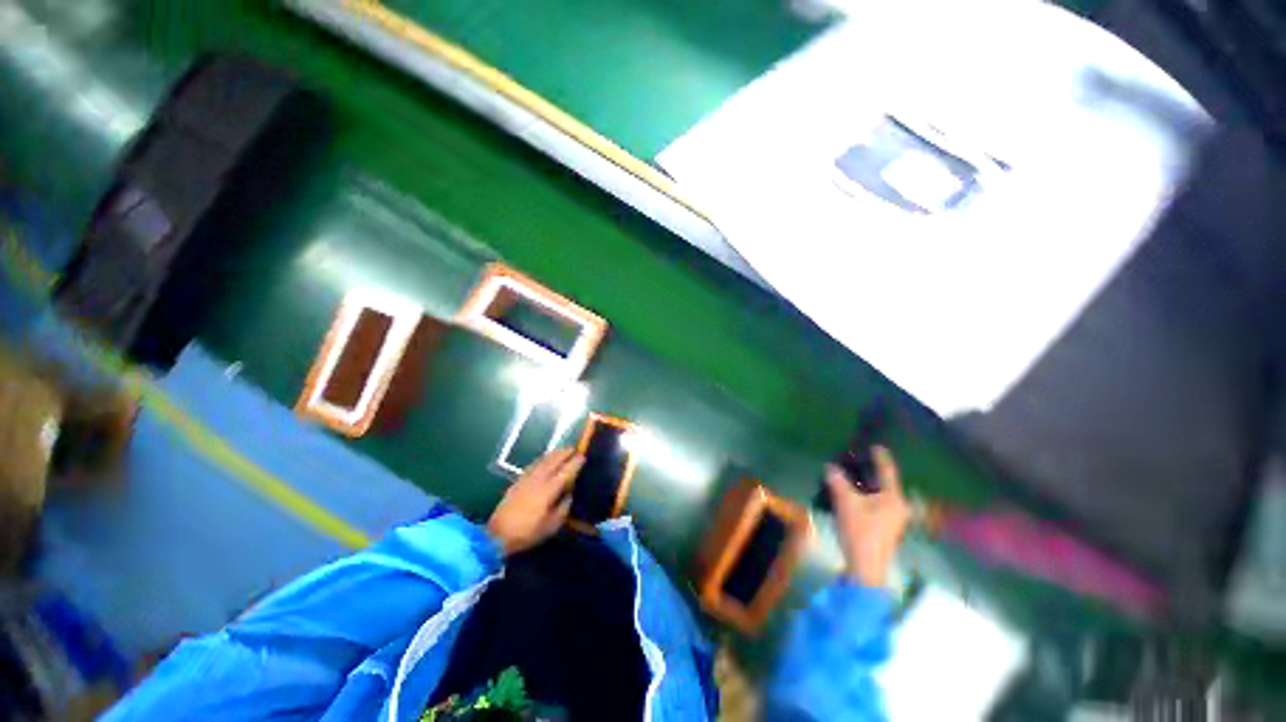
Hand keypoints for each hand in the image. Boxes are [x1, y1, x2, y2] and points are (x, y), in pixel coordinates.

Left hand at [487, 448, 583, 555]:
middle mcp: (538, 479)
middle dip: (565, 453)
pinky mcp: (518, 481)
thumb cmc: (528, 532)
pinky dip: (543, 459)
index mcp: (548, 490)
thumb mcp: (552, 526)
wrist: (497, 535)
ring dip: (554, 453)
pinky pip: (534, 464)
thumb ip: (564, 507)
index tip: (583, 456)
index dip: (575, 463)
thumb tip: (569, 494)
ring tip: (563, 451)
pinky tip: (545, 459)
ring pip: (543, 460)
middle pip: (554, 460)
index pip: (566, 471)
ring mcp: (527, 478)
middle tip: (575, 448)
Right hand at [826, 446, 911, 587]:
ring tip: (852, 474)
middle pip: (885, 483)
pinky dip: (865, 495)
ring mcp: (892, 518)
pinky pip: (875, 503)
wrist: (866, 567)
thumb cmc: (860, 532)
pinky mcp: (884, 526)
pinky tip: (852, 493)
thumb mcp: (846, 503)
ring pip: (880, 494)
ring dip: (867, 485)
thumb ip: (838, 482)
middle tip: (858, 460)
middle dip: (872, 471)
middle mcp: (897, 507)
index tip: (876, 446)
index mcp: (893, 498)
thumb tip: (830, 467)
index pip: (888, 472)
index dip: (881, 458)